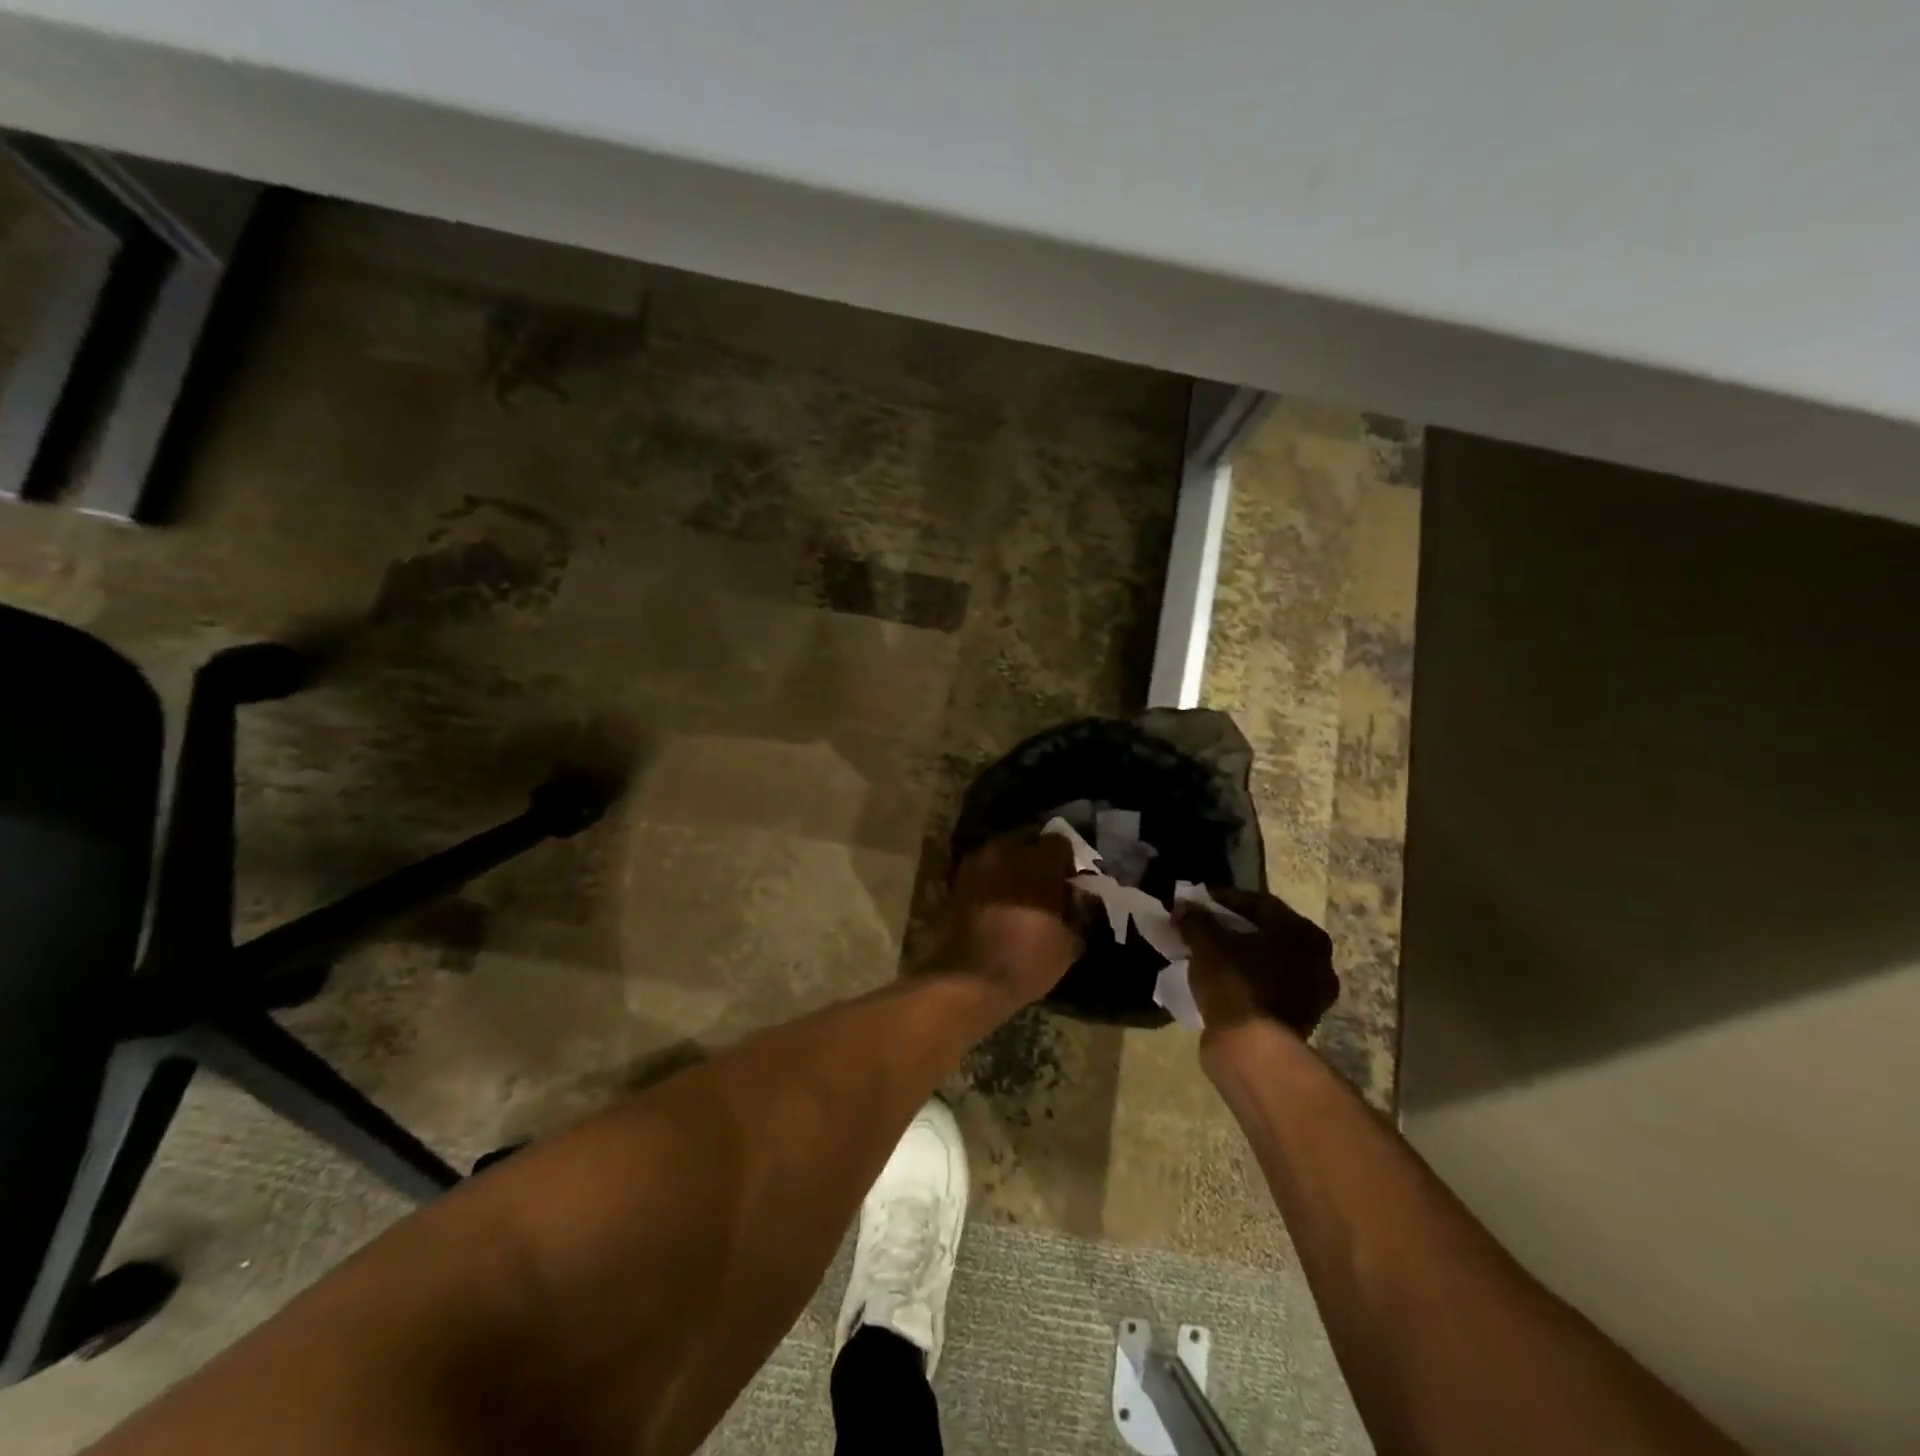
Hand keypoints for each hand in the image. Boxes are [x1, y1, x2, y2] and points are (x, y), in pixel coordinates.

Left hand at [928, 831, 1082, 1007]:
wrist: (965, 980)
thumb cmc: (1026, 960)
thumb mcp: (1069, 943)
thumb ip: (1079, 913)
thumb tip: (1079, 898)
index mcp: (1038, 860)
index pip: (1059, 842)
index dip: (1067, 860)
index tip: (1069, 882)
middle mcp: (1004, 851)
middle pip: (1026, 840)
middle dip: (1037, 857)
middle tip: (1044, 884)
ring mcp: (975, 864)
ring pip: (1000, 853)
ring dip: (1011, 867)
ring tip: (1018, 895)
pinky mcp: (954, 882)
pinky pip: (980, 872)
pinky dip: (990, 882)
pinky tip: (995, 905)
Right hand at [1173, 886, 1338, 1039]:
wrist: (1252, 1049)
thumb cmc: (1235, 983)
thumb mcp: (1206, 943)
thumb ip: (1196, 920)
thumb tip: (1185, 907)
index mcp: (1302, 933)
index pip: (1259, 903)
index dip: (1225, 898)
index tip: (1198, 901)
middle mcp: (1317, 960)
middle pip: (1268, 932)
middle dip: (1235, 927)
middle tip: (1205, 926)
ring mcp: (1312, 994)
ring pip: (1269, 962)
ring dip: (1241, 955)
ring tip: (1209, 954)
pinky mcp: (1299, 1021)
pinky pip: (1268, 988)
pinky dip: (1246, 981)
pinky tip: (1221, 981)